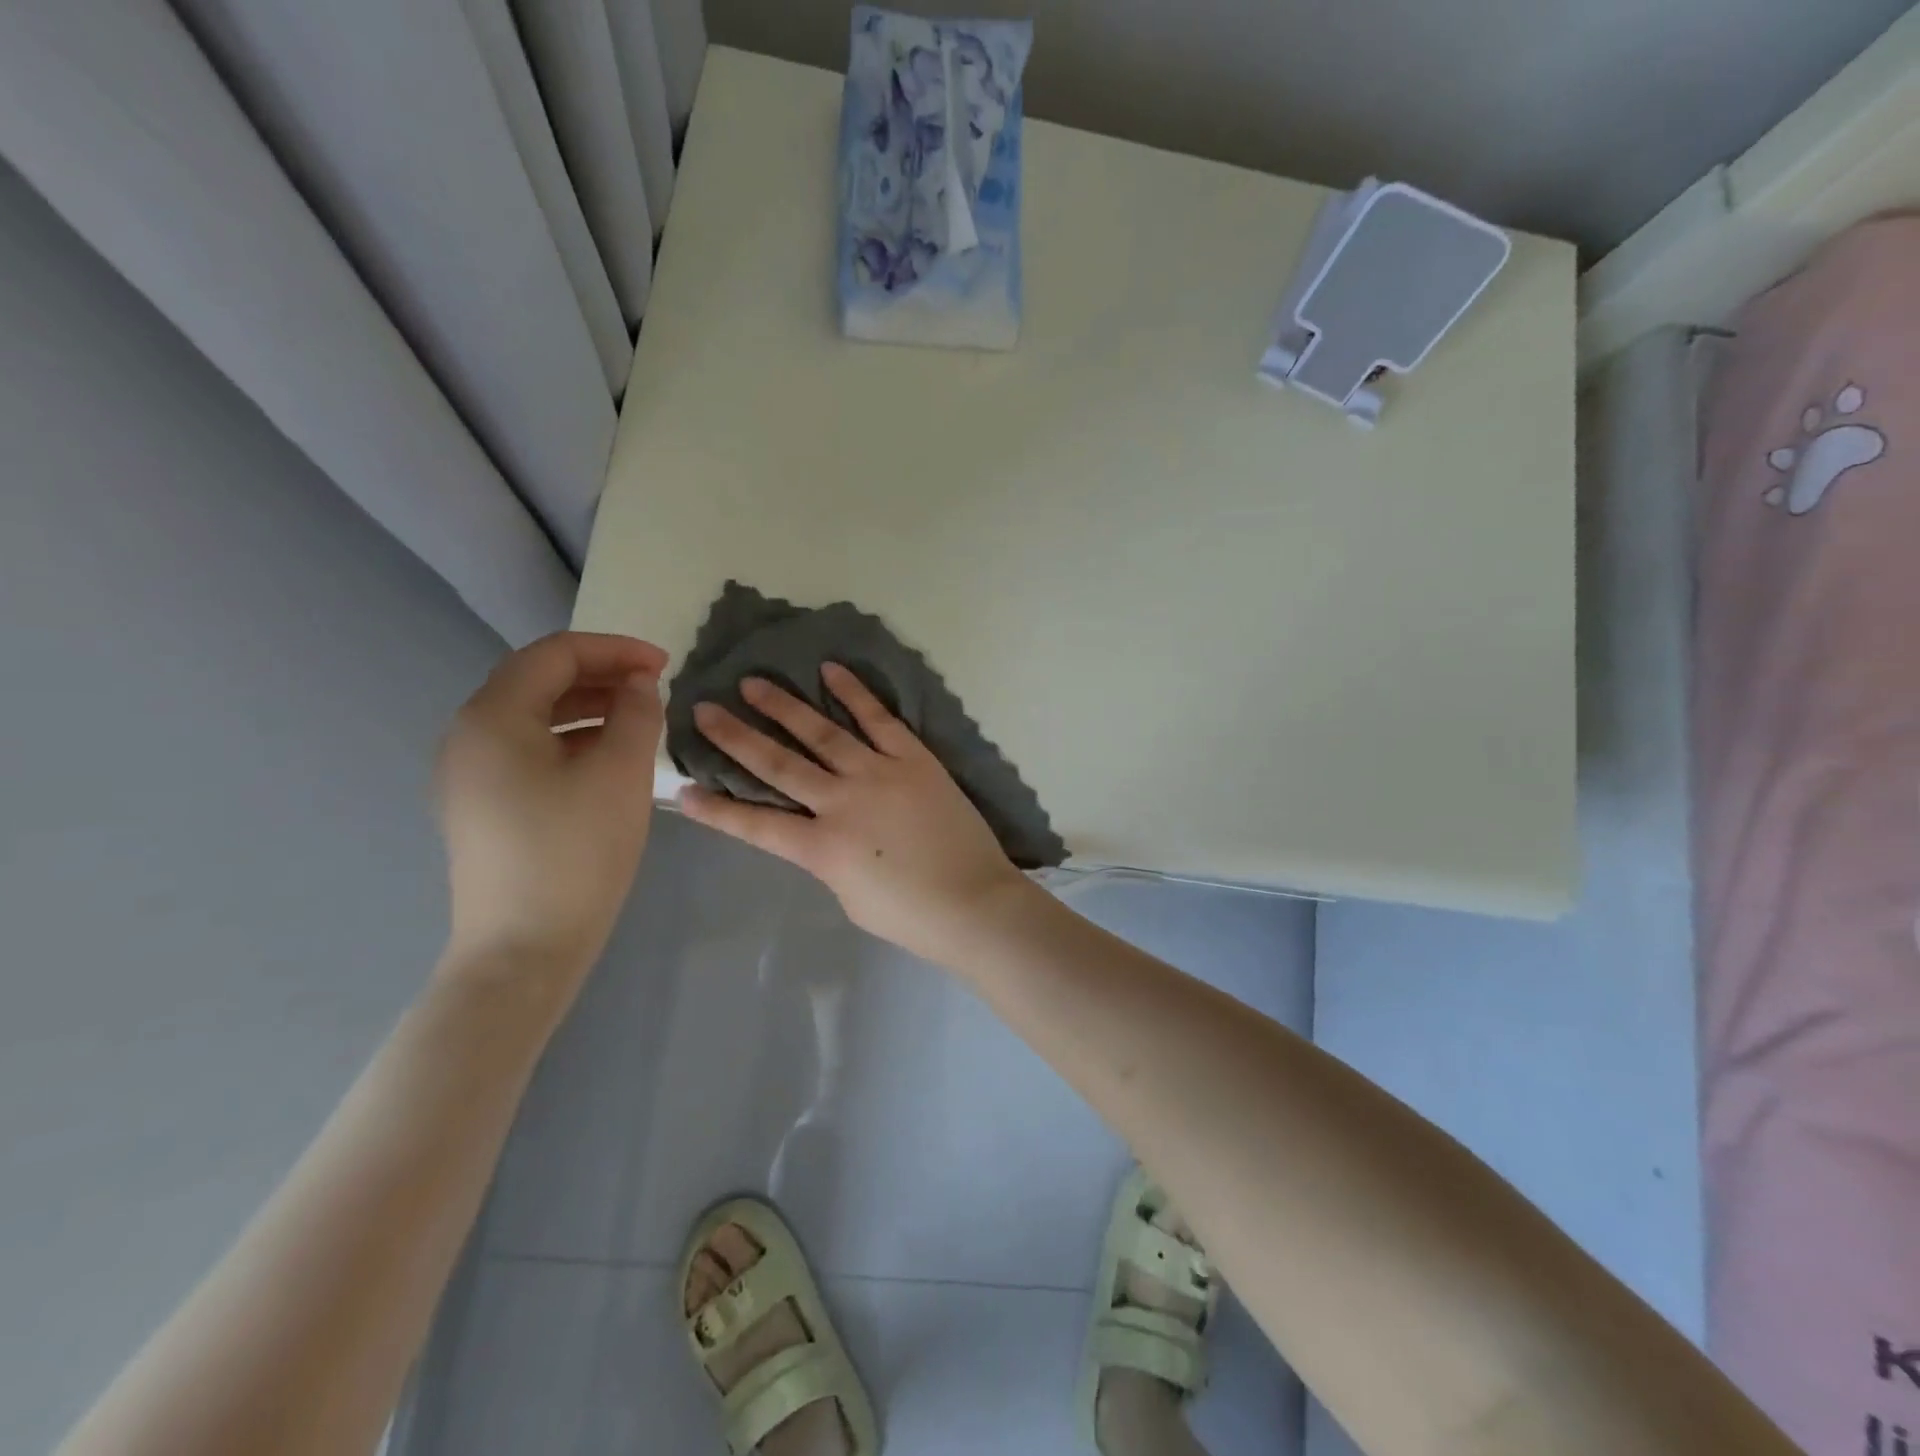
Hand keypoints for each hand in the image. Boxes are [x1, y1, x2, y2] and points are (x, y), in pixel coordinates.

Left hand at [435, 632, 666, 983]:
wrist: (524, 949)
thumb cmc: (576, 853)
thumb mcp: (621, 774)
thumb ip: (636, 714)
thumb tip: (637, 685)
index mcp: (492, 718)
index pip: (554, 655)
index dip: (614, 650)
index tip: (665, 664)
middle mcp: (468, 737)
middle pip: (537, 682)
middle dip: (601, 675)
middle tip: (655, 687)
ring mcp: (469, 776)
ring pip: (533, 718)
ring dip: (588, 708)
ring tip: (638, 720)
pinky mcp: (481, 807)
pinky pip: (528, 751)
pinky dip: (570, 740)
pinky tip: (607, 759)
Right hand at [676, 664, 1033, 964]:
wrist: (975, 901)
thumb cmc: (911, 916)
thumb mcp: (849, 895)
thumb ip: (826, 856)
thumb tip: (818, 827)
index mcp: (822, 848)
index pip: (756, 825)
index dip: (716, 809)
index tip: (682, 789)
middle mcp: (842, 802)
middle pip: (779, 764)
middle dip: (737, 737)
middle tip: (705, 709)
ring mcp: (879, 774)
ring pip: (822, 732)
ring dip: (784, 706)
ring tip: (752, 682)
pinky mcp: (914, 758)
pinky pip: (879, 719)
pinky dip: (854, 694)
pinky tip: (830, 671)